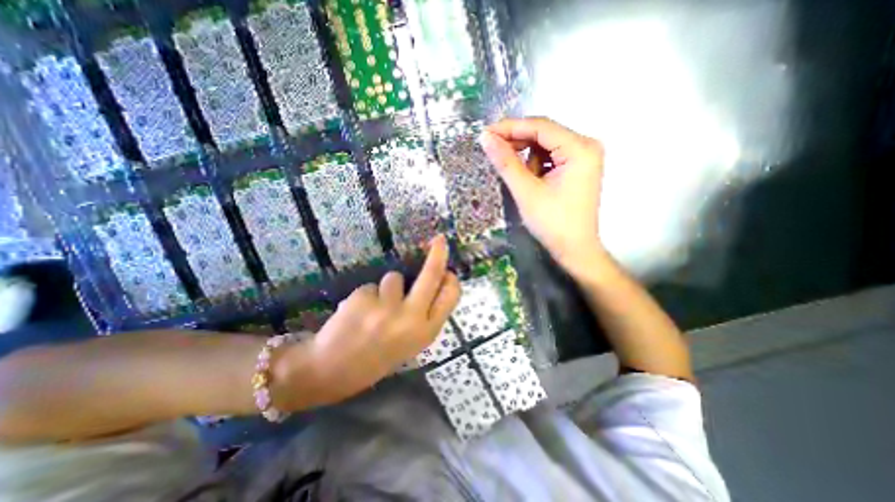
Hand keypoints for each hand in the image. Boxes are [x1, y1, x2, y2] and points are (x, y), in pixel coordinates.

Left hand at [285, 236, 456, 407]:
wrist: (331, 372)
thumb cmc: (375, 358)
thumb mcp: (410, 344)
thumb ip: (423, 317)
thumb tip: (433, 286)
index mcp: (425, 332)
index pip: (450, 297)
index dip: (451, 281)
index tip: (448, 271)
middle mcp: (411, 318)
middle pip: (431, 275)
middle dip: (438, 254)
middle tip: (439, 239)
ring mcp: (386, 308)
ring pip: (394, 278)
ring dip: (387, 289)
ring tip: (373, 310)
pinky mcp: (364, 298)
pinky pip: (372, 286)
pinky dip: (366, 296)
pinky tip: (356, 314)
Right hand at [484, 118, 608, 278]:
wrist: (574, 249)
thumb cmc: (552, 223)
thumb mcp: (526, 191)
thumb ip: (506, 162)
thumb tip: (485, 138)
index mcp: (580, 148)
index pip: (540, 126)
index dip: (510, 127)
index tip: (485, 133)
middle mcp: (586, 146)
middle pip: (544, 133)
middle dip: (518, 143)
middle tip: (493, 151)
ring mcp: (584, 156)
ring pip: (546, 145)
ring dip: (527, 158)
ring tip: (521, 180)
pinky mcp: (578, 167)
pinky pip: (551, 157)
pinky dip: (536, 165)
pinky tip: (531, 181)